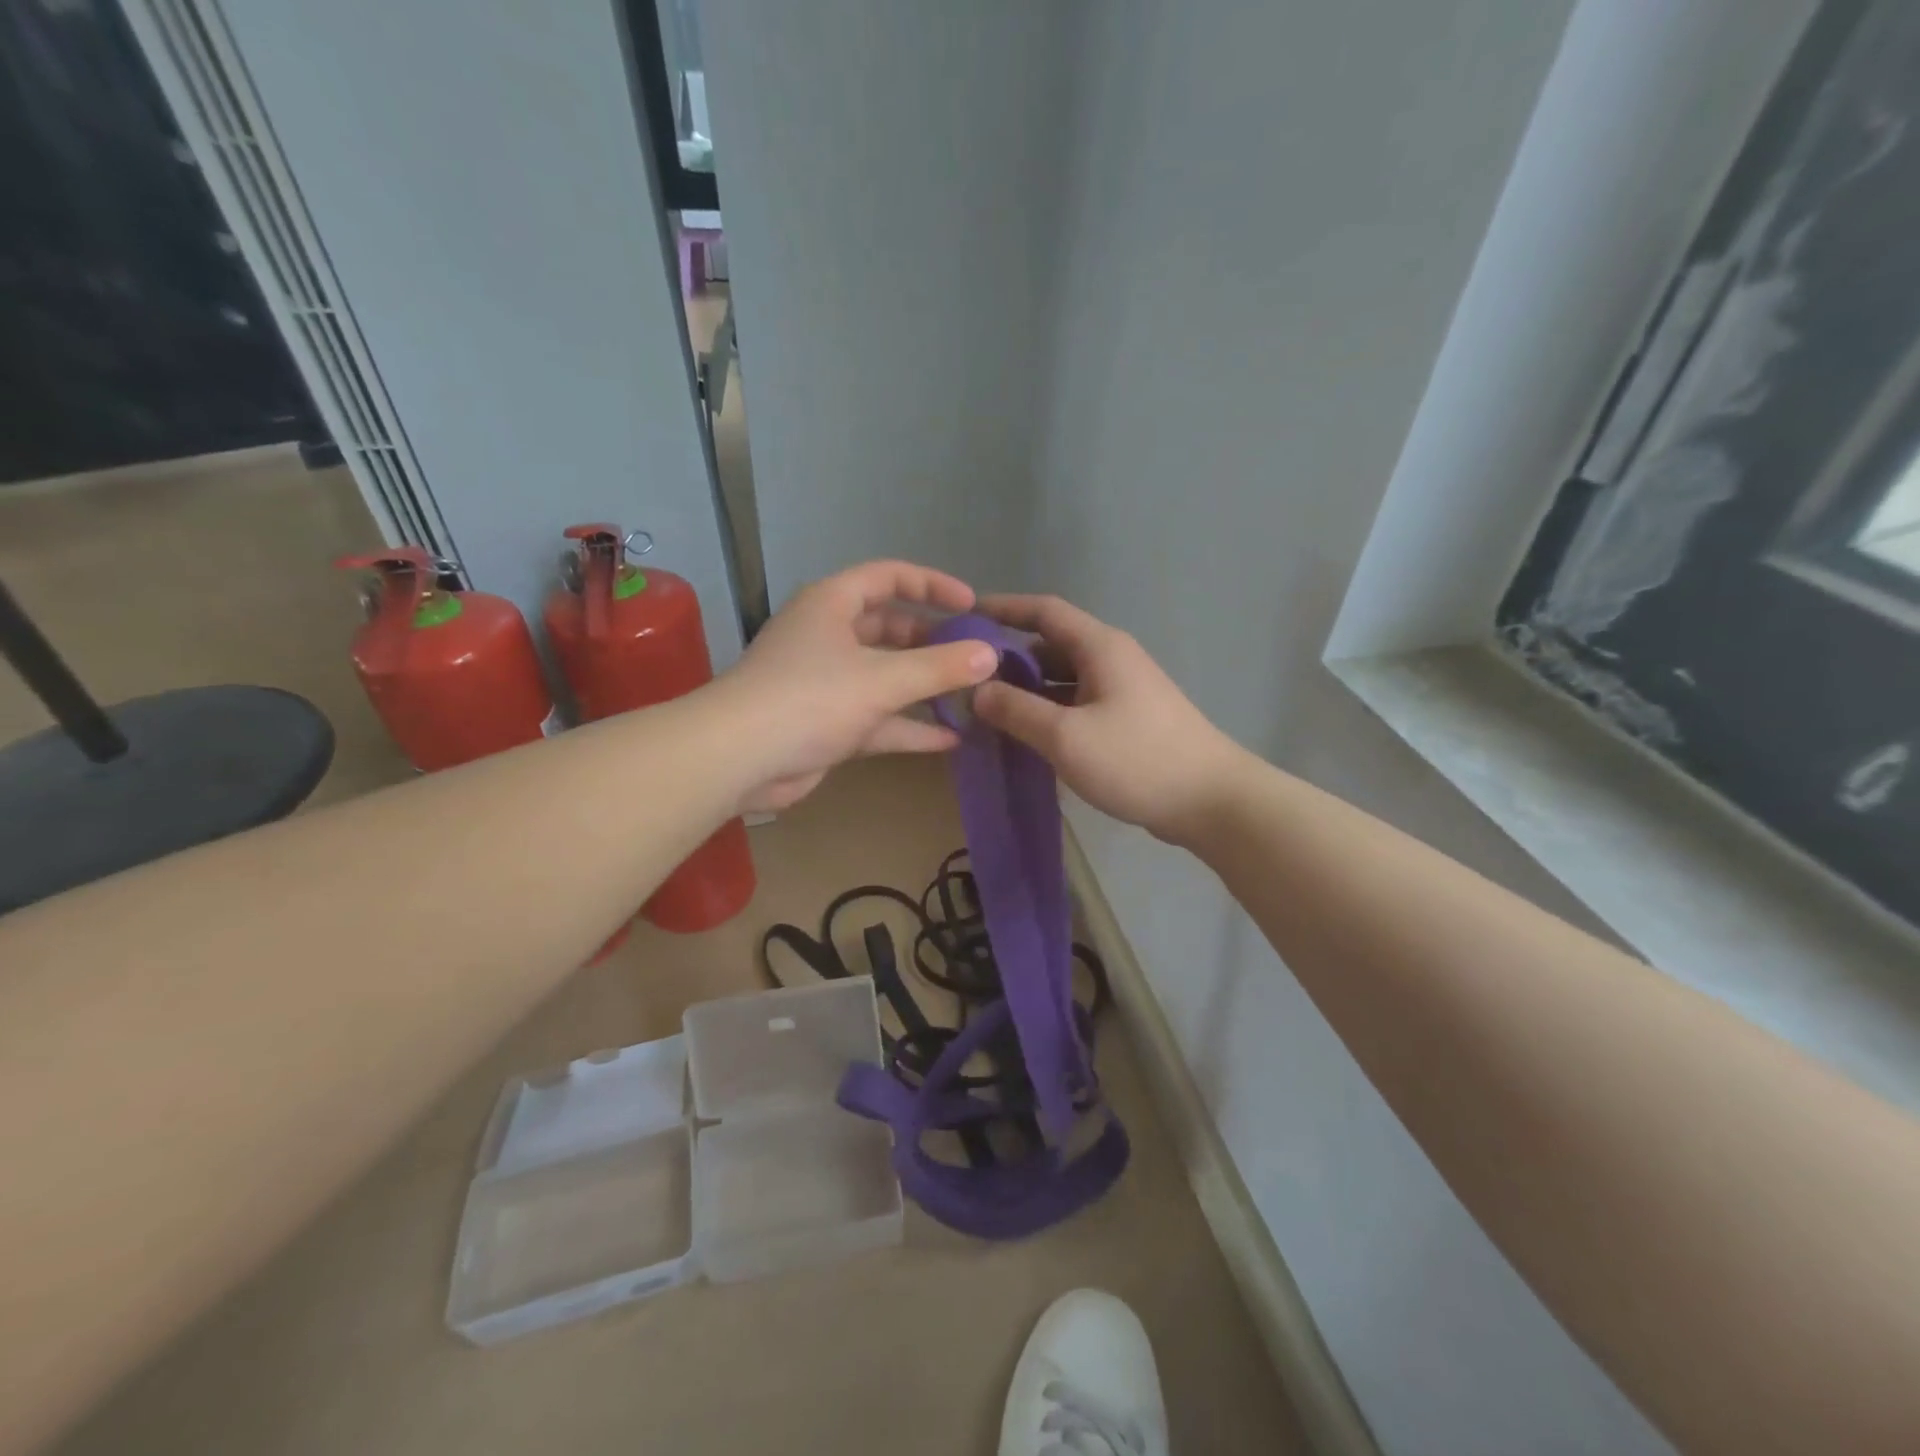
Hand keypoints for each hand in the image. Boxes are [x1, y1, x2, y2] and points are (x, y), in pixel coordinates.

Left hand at [713, 561, 999, 812]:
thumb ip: (940, 668)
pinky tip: (950, 739)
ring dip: (924, 686)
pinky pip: (877, 717)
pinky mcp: (827, 723)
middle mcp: (829, 636)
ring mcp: (827, 682)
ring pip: (885, 676)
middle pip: (890, 628)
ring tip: (971, 696)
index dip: (933, 585)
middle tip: (975, 656)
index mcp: (833, 604)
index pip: (889, 577)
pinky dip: (909, 726)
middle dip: (932, 641)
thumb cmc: (809, 700)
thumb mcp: (882, 679)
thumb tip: (991, 656)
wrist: (738, 759)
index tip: (972, 605)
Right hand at [973, 594, 1245, 843]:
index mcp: (1100, 647)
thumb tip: (977, 691)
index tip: (964, 616)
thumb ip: (1017, 711)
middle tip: (965, 679)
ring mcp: (1122, 690)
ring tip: (986, 710)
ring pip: (1063, 679)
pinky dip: (1049, 712)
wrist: (1211, 801)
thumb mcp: (1066, 737)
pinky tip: (1026, 735)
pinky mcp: (1127, 720)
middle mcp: (1111, 659)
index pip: (1044, 610)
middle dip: (1008, 658)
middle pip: (1051, 645)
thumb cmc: (1137, 760)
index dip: (1003, 608)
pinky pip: (1077, 704)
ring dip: (1027, 690)